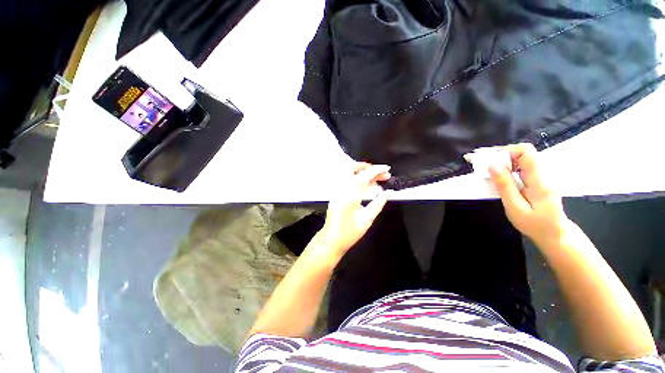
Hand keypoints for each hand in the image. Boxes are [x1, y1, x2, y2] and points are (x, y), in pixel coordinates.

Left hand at [315, 162, 391, 256]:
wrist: (332, 239)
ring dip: (363, 172)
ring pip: (349, 173)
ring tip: (376, 177)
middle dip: (368, 167)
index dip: (377, 170)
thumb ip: (379, 203)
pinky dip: (358, 178)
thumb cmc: (349, 232)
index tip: (387, 168)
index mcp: (350, 195)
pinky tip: (367, 184)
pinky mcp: (336, 193)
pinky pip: (348, 179)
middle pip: (352, 168)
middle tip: (381, 172)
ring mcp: (337, 190)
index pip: (364, 175)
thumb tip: (389, 193)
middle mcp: (341, 189)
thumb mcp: (367, 219)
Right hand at [489, 143, 570, 245]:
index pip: (526, 152)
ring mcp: (542, 175)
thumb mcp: (515, 207)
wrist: (554, 233)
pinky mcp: (538, 178)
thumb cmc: (534, 224)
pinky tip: (498, 173)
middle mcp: (543, 173)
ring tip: (485, 168)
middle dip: (500, 154)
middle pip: (523, 152)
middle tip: (481, 162)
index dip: (506, 151)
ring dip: (502, 160)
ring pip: (521, 157)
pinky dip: (507, 166)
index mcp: (539, 180)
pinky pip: (522, 165)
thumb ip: (505, 185)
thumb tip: (493, 164)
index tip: (489, 161)